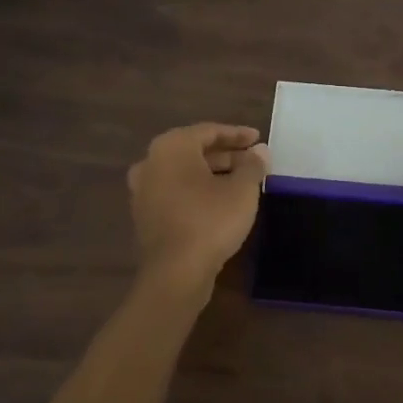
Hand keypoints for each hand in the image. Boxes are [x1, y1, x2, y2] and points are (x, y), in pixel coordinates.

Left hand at [128, 123, 269, 289]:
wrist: (176, 271)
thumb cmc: (211, 220)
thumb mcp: (242, 190)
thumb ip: (252, 165)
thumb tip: (259, 151)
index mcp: (171, 147)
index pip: (209, 131)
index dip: (237, 134)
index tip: (258, 139)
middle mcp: (151, 162)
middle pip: (194, 151)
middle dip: (226, 155)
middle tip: (253, 161)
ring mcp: (143, 190)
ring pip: (184, 173)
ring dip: (212, 173)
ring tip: (241, 181)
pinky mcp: (145, 215)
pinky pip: (175, 192)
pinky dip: (197, 190)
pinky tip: (219, 201)